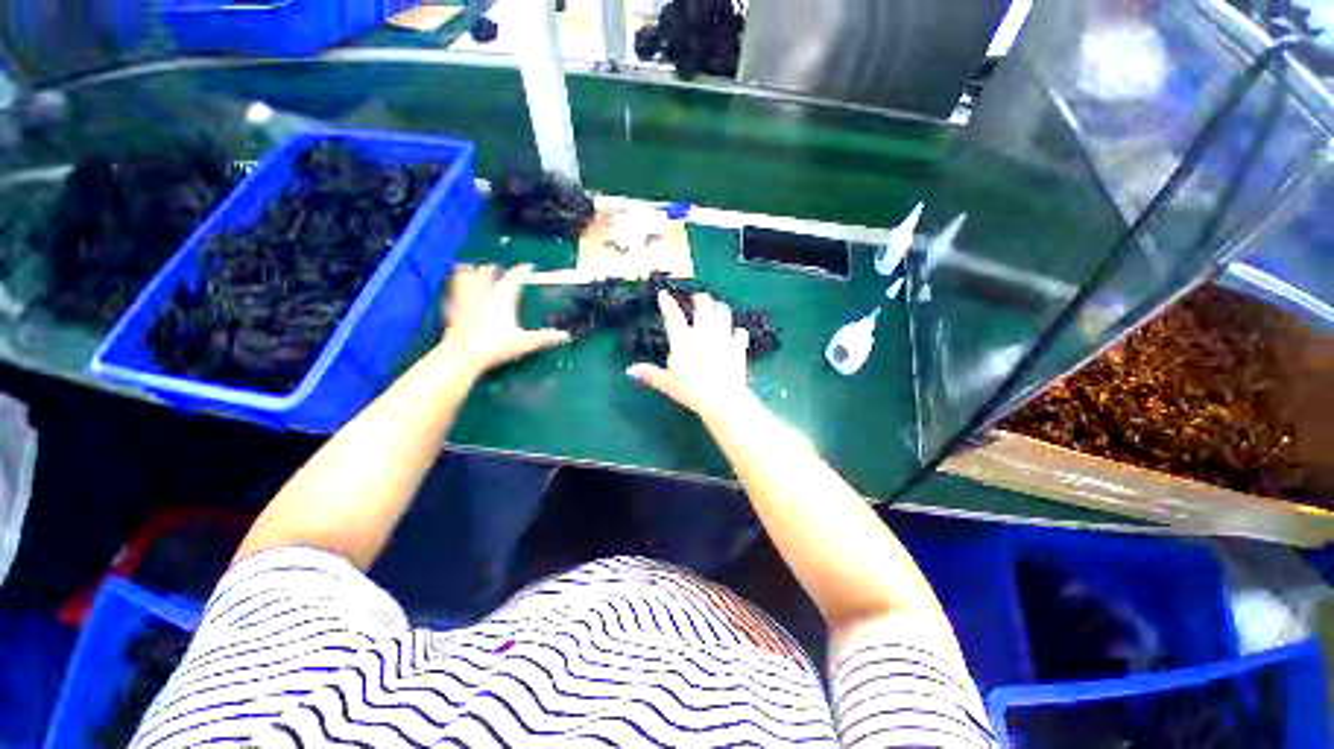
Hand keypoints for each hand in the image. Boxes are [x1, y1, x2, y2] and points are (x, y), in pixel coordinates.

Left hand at [438, 264, 569, 376]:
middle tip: (497, 269)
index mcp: (502, 299)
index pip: (513, 278)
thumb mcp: (525, 342)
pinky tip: (456, 292)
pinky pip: (454, 293)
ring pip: (465, 278)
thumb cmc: (496, 346)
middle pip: (486, 273)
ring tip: (470, 268)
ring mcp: (466, 301)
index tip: (528, 266)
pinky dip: (456, 288)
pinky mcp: (453, 310)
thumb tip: (566, 336)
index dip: (521, 270)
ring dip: (469, 272)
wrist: (463, 355)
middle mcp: (484, 295)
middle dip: (492, 269)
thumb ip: (545, 337)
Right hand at [627, 291, 752, 417]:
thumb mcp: (667, 383)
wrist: (721, 398)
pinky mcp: (738, 346)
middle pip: (703, 305)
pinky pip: (740, 332)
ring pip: (723, 312)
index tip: (664, 294)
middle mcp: (703, 332)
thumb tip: (629, 370)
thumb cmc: (690, 391)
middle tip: (698, 298)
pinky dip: (737, 331)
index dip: (667, 303)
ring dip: (719, 307)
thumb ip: (649, 374)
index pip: (673, 315)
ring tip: (717, 306)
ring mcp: (723, 337)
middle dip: (700, 298)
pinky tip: (736, 333)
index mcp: (683, 339)